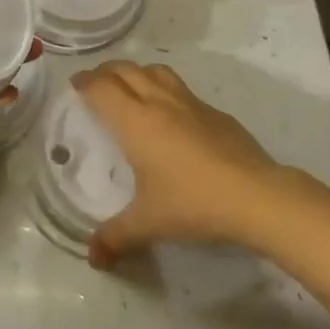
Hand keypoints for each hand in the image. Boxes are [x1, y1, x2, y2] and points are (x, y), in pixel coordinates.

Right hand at [71, 61, 281, 268]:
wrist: (255, 194)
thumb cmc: (193, 202)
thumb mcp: (149, 223)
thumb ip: (117, 237)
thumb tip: (93, 258)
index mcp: (136, 121)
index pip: (102, 87)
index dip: (85, 82)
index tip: (75, 85)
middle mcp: (158, 101)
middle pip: (125, 70)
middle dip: (105, 71)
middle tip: (95, 84)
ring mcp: (188, 101)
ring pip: (154, 70)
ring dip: (135, 72)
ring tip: (129, 86)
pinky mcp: (212, 110)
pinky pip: (179, 87)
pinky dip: (163, 87)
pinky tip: (169, 111)